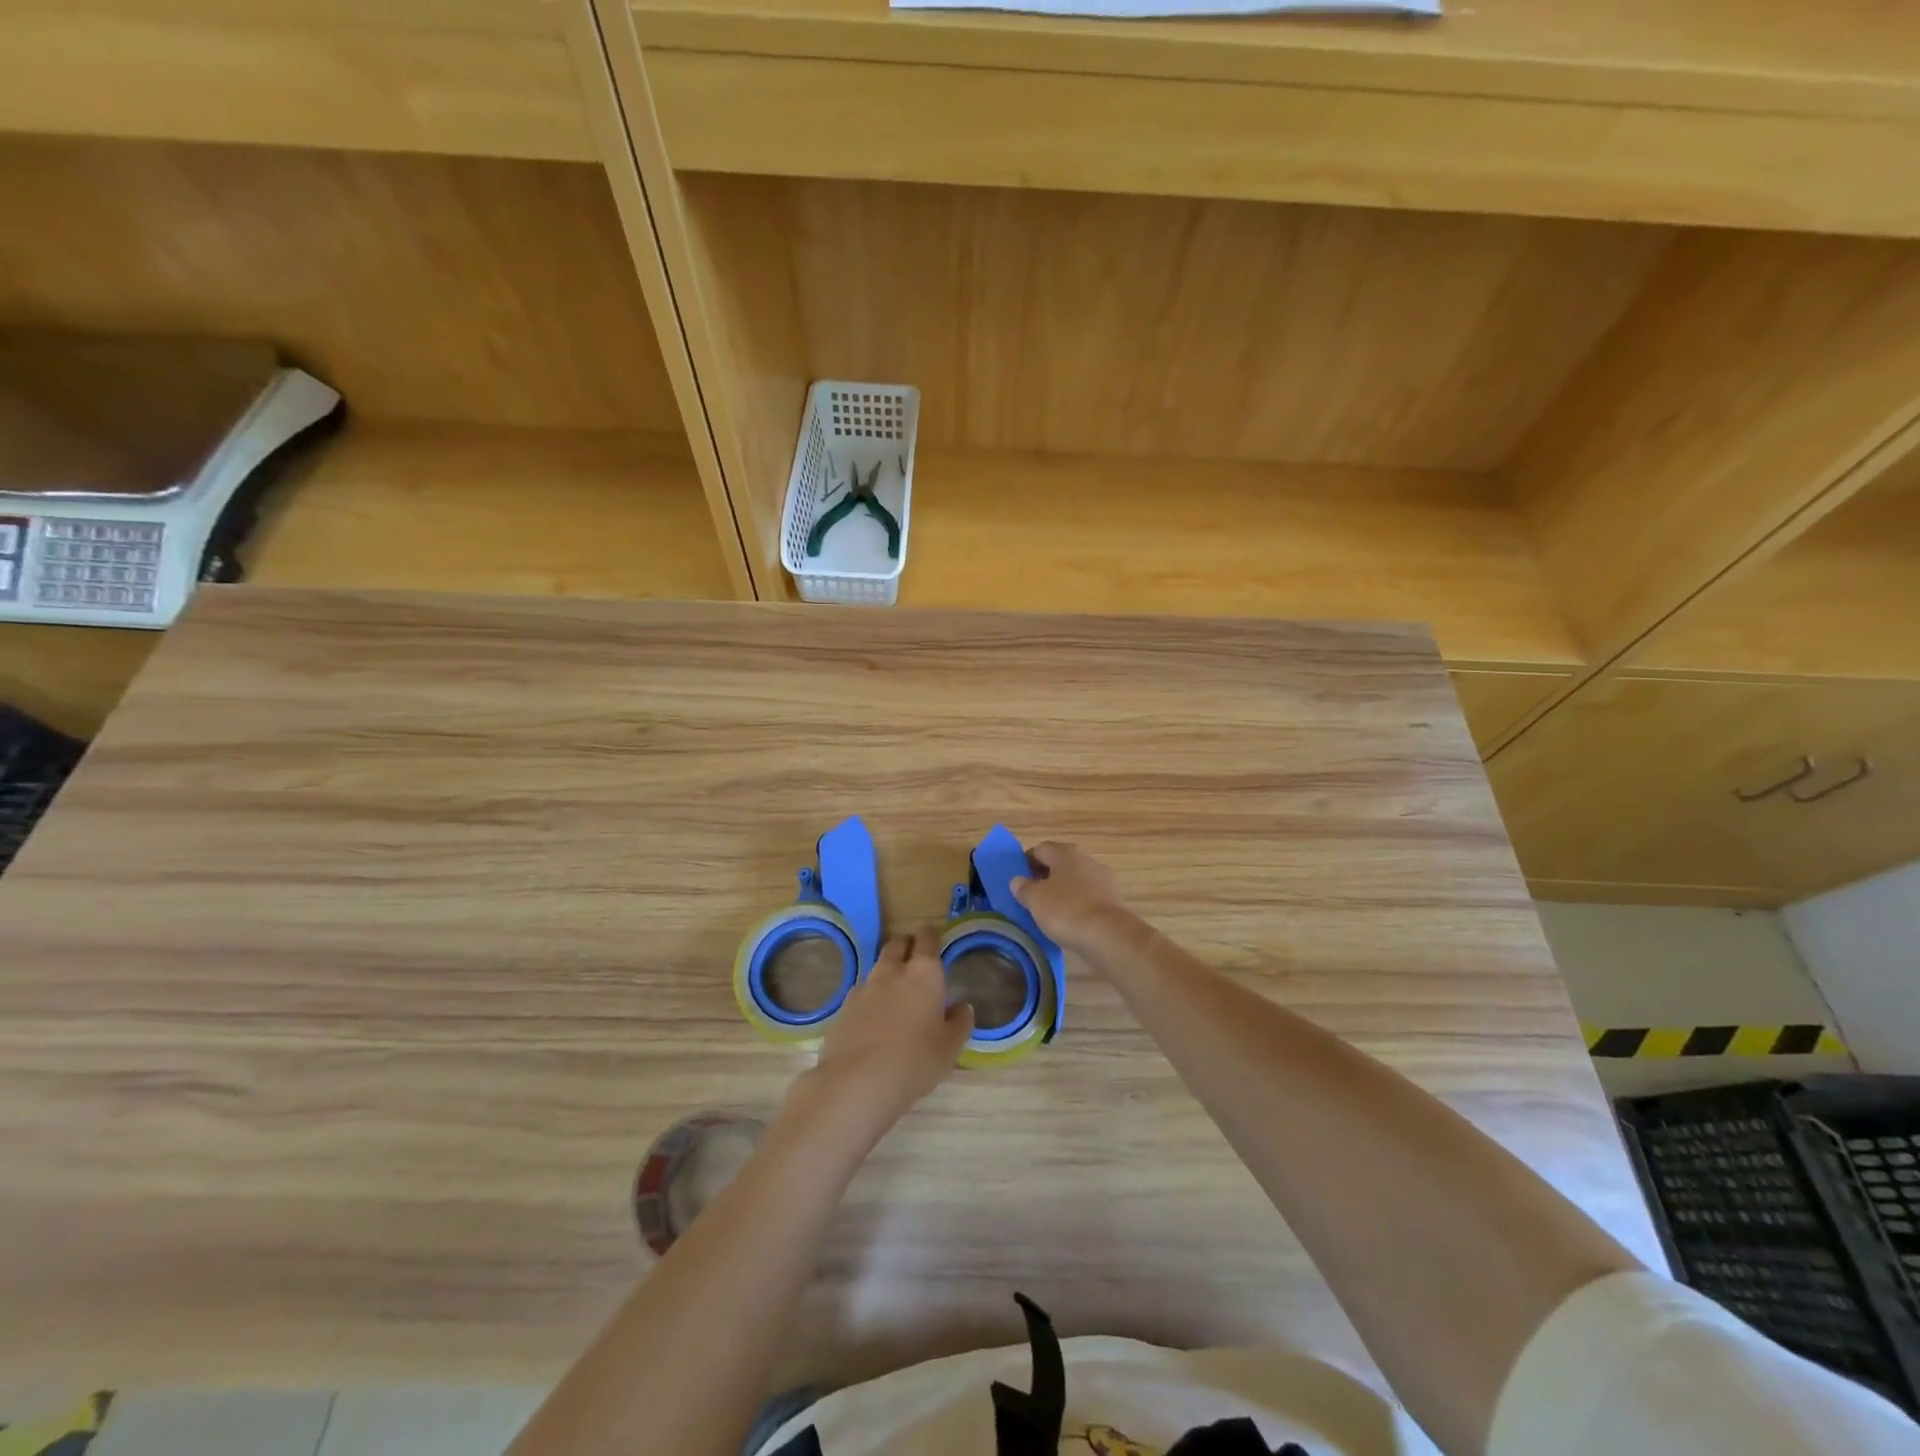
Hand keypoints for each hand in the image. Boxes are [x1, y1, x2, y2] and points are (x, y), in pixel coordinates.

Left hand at [807, 928, 973, 1124]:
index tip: (934, 938)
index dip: (930, 935)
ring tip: (896, 992)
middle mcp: (892, 971)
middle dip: (907, 945)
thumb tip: (962, 1007)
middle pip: (897, 944)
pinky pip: (862, 992)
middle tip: (915, 958)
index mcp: (924, 973)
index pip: (927, 938)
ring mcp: (864, 987)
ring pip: (878, 967)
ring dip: (888, 971)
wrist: (857, 1081)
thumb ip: (960, 1022)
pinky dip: (870, 997)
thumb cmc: (915, 1060)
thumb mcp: (950, 1047)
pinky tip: (874, 1018)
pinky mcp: (844, 1007)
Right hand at [1009, 841, 1138, 956]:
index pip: (1040, 849)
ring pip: (1076, 882)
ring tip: (1049, 913)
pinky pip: (1088, 899)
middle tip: (1031, 897)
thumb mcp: (1035, 900)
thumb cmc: (1066, 911)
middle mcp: (1087, 860)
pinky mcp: (1115, 902)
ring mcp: (1104, 880)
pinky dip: (1077, 907)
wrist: (1110, 936)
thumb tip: (1018, 881)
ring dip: (1062, 893)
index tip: (1017, 880)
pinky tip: (1070, 923)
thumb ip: (1024, 888)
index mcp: (1066, 853)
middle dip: (1045, 878)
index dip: (1026, 862)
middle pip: (1060, 864)